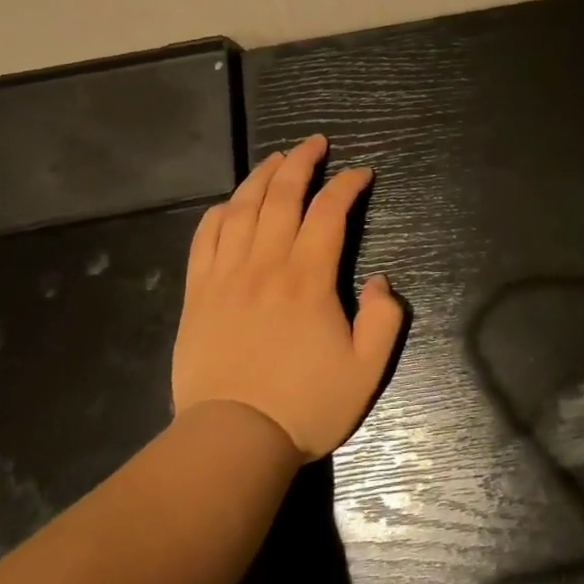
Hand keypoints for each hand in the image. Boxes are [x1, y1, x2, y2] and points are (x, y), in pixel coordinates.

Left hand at [171, 134, 404, 461]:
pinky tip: (231, 203)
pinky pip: (206, 237)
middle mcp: (266, 264)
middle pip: (282, 195)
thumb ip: (384, 319)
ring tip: (277, 159)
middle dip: (301, 162)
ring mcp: (227, 275)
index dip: (347, 185)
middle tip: (316, 143)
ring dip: (261, 176)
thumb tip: (381, 280)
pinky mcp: (199, 292)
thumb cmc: (305, 405)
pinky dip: (220, 211)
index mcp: (308, 278)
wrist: (233, 440)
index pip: (329, 212)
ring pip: (242, 207)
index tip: (361, 174)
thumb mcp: (366, 371)